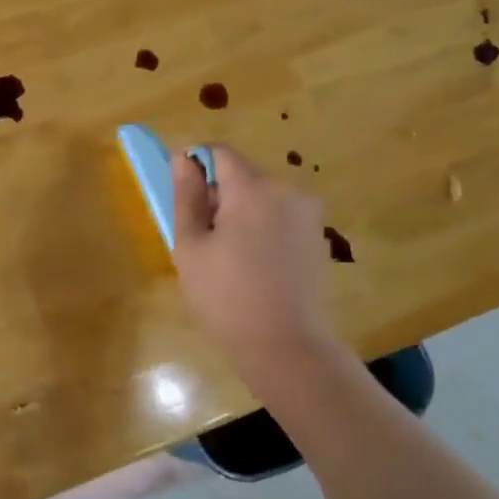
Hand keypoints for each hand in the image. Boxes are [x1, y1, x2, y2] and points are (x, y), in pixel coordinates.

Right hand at [171, 145, 348, 400]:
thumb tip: (182, 157)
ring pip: (260, 197)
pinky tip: (252, 267)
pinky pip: (279, 218)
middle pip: (241, 175)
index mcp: (252, 189)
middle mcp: (286, 191)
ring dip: (238, 213)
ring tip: (225, 257)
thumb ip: (186, 196)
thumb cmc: (226, 297)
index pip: (219, 152)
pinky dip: (260, 229)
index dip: (194, 164)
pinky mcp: (317, 237)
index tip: (181, 197)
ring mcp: (307, 214)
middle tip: (199, 239)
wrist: (287, 346)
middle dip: (217, 196)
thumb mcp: (191, 246)